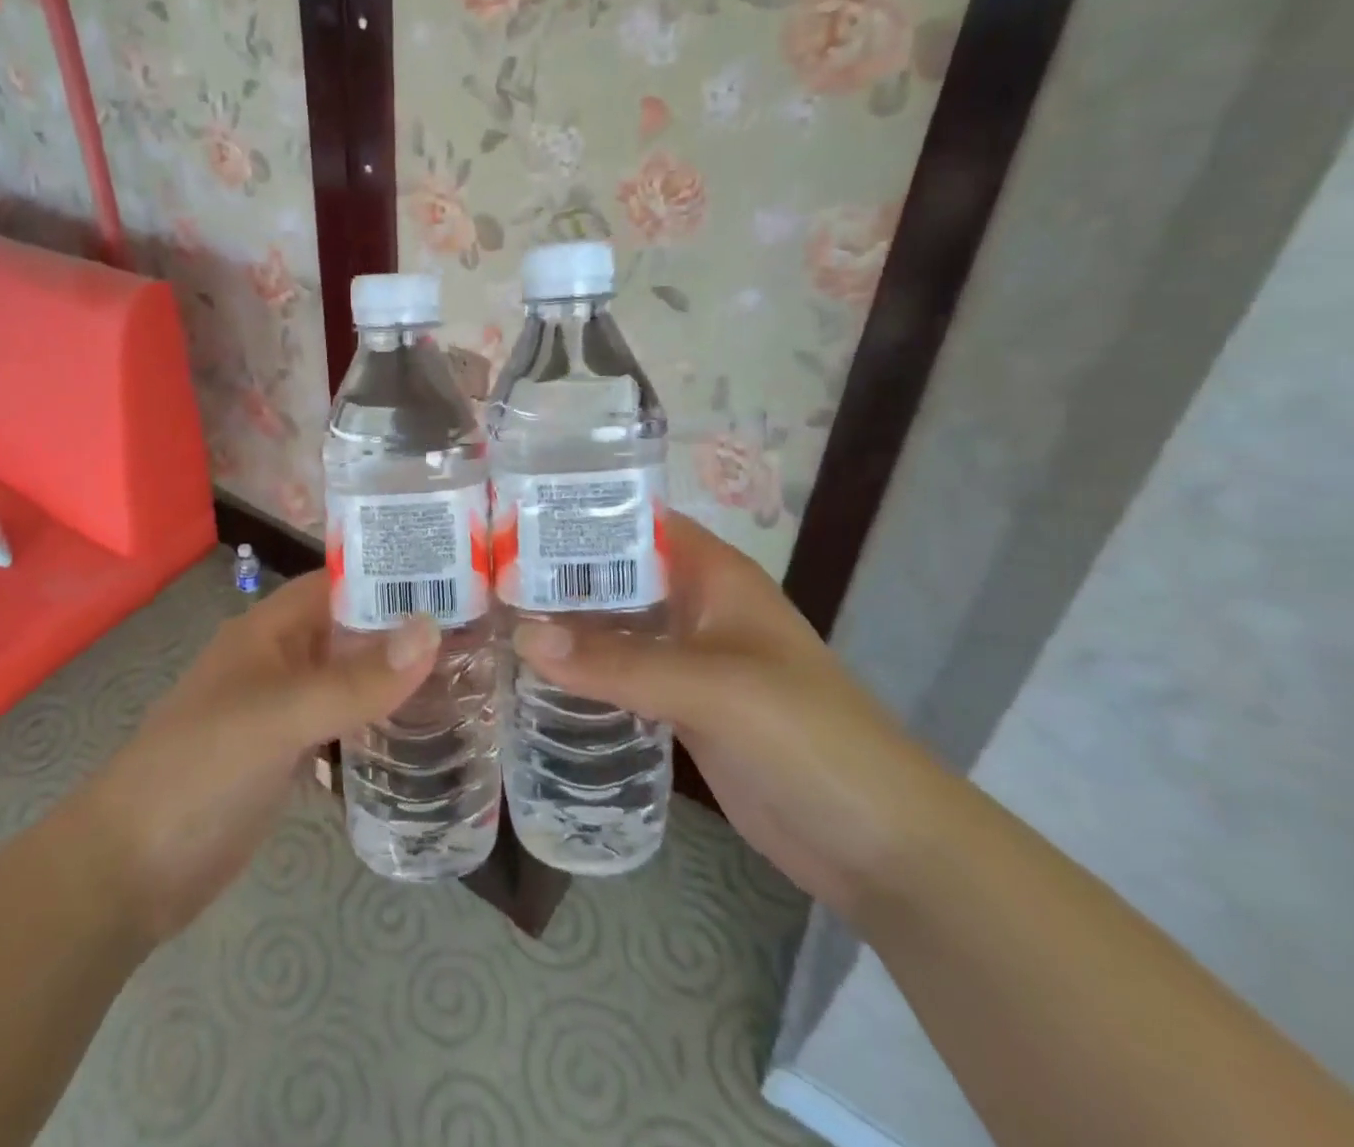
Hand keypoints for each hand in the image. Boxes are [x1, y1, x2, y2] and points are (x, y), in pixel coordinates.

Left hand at [80, 571, 436, 944]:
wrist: (134, 867)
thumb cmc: (200, 768)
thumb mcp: (278, 717)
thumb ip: (353, 679)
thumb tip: (431, 630)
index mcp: (270, 629)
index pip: (340, 582)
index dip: (392, 575)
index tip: (459, 578)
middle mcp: (281, 659)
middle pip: (351, 630)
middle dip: (405, 629)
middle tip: (481, 633)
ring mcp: (285, 709)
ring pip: (350, 679)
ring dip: (397, 678)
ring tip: (470, 677)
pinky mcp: (289, 755)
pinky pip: (343, 725)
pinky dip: (378, 724)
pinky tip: (425, 733)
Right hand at [513, 512, 952, 918]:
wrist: (878, 845)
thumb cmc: (808, 737)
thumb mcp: (714, 689)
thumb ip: (619, 663)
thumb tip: (522, 636)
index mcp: (714, 574)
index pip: (636, 522)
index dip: (578, 515)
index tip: (508, 518)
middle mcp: (695, 606)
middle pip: (615, 575)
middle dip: (556, 573)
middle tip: (481, 573)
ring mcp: (686, 659)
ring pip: (613, 628)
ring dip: (562, 625)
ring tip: (489, 616)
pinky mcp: (678, 708)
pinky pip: (618, 676)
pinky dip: (580, 672)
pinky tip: (529, 675)